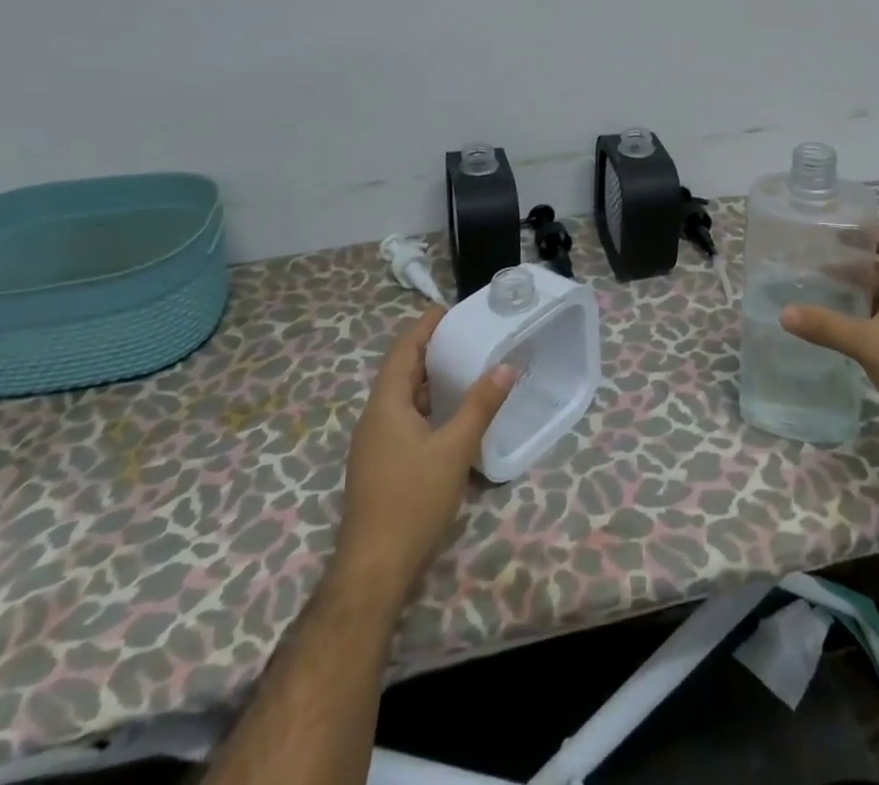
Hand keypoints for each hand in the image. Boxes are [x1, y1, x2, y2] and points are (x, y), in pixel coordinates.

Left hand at [332, 309, 515, 606]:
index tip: (449, 309)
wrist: (374, 570)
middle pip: (401, 372)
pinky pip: (404, 420)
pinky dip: (427, 407)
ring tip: (464, 368)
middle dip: (431, 351)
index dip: (424, 327)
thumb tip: (505, 366)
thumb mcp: (454, 449)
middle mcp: (374, 418)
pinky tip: (451, 416)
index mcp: (386, 404)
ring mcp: (374, 444)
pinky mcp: (381, 466)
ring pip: (403, 399)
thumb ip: (480, 405)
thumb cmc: (412, 500)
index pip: (403, 350)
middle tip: (466, 336)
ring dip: (430, 381)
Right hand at [781, 227, 878, 450]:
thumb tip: (784, 312)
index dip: (866, 233)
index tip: (834, 234)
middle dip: (851, 269)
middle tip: (815, 270)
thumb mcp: (868, 344)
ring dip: (856, 297)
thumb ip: (827, 326)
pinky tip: (842, 334)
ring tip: (821, 298)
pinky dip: (863, 322)